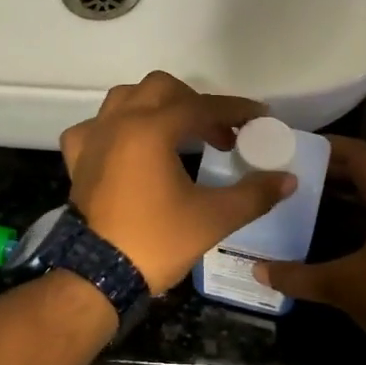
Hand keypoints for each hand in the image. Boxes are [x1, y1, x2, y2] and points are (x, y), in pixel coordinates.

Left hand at [61, 72, 296, 292]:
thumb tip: (288, 179)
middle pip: (162, 89)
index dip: (235, 110)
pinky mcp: (78, 159)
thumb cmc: (156, 242)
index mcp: (151, 129)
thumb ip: (254, 194)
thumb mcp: (213, 218)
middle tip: (218, 133)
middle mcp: (119, 122)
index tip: (259, 117)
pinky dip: (116, 127)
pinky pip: (96, 126)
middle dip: (195, 103)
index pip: (201, 106)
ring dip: (155, 106)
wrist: (98, 275)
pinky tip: (129, 146)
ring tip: (178, 132)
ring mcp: (93, 138)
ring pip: (125, 98)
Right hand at [254, 137, 365, 355]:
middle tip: (284, 176)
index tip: (291, 147)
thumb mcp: (342, 285)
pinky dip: (344, 221)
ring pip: (364, 200)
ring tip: (294, 201)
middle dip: (322, 173)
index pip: (357, 155)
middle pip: (359, 175)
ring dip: (333, 199)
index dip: (325, 146)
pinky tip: (317, 234)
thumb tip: (257, 270)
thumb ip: (298, 276)